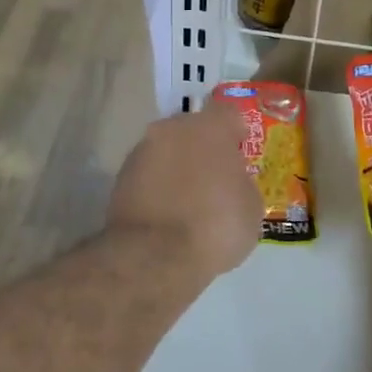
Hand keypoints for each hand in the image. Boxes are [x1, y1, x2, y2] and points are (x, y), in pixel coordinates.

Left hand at [107, 102, 262, 279]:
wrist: (154, 257)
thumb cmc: (215, 226)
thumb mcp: (251, 208)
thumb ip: (241, 183)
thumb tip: (231, 182)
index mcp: (210, 128)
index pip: (228, 113)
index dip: (236, 132)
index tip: (240, 152)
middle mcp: (172, 129)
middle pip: (192, 129)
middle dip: (203, 148)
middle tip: (214, 178)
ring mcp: (142, 151)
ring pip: (167, 150)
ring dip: (177, 167)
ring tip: (188, 201)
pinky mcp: (120, 178)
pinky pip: (148, 174)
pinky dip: (157, 187)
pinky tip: (167, 214)